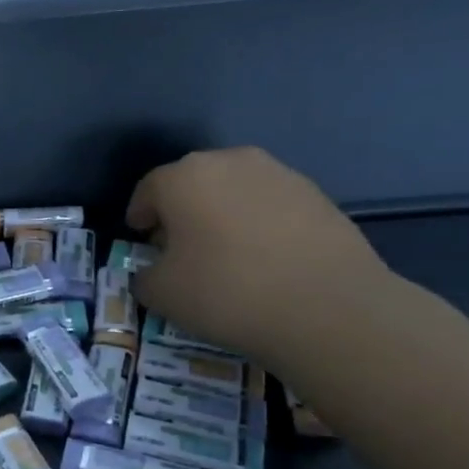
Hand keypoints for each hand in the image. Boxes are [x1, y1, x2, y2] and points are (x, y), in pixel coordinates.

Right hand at [125, 147, 391, 363]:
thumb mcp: (162, 294)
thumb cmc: (227, 292)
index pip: (148, 190)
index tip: (141, 241)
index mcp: (183, 177)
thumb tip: (152, 271)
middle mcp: (229, 161)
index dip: (140, 216)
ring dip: (222, 215)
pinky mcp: (317, 194)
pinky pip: (271, 205)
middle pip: (192, 184)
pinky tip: (265, 259)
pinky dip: (259, 224)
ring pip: (234, 191)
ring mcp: (279, 174)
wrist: (329, 307)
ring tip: (227, 255)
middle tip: (181, 249)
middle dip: (181, 212)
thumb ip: (144, 276)